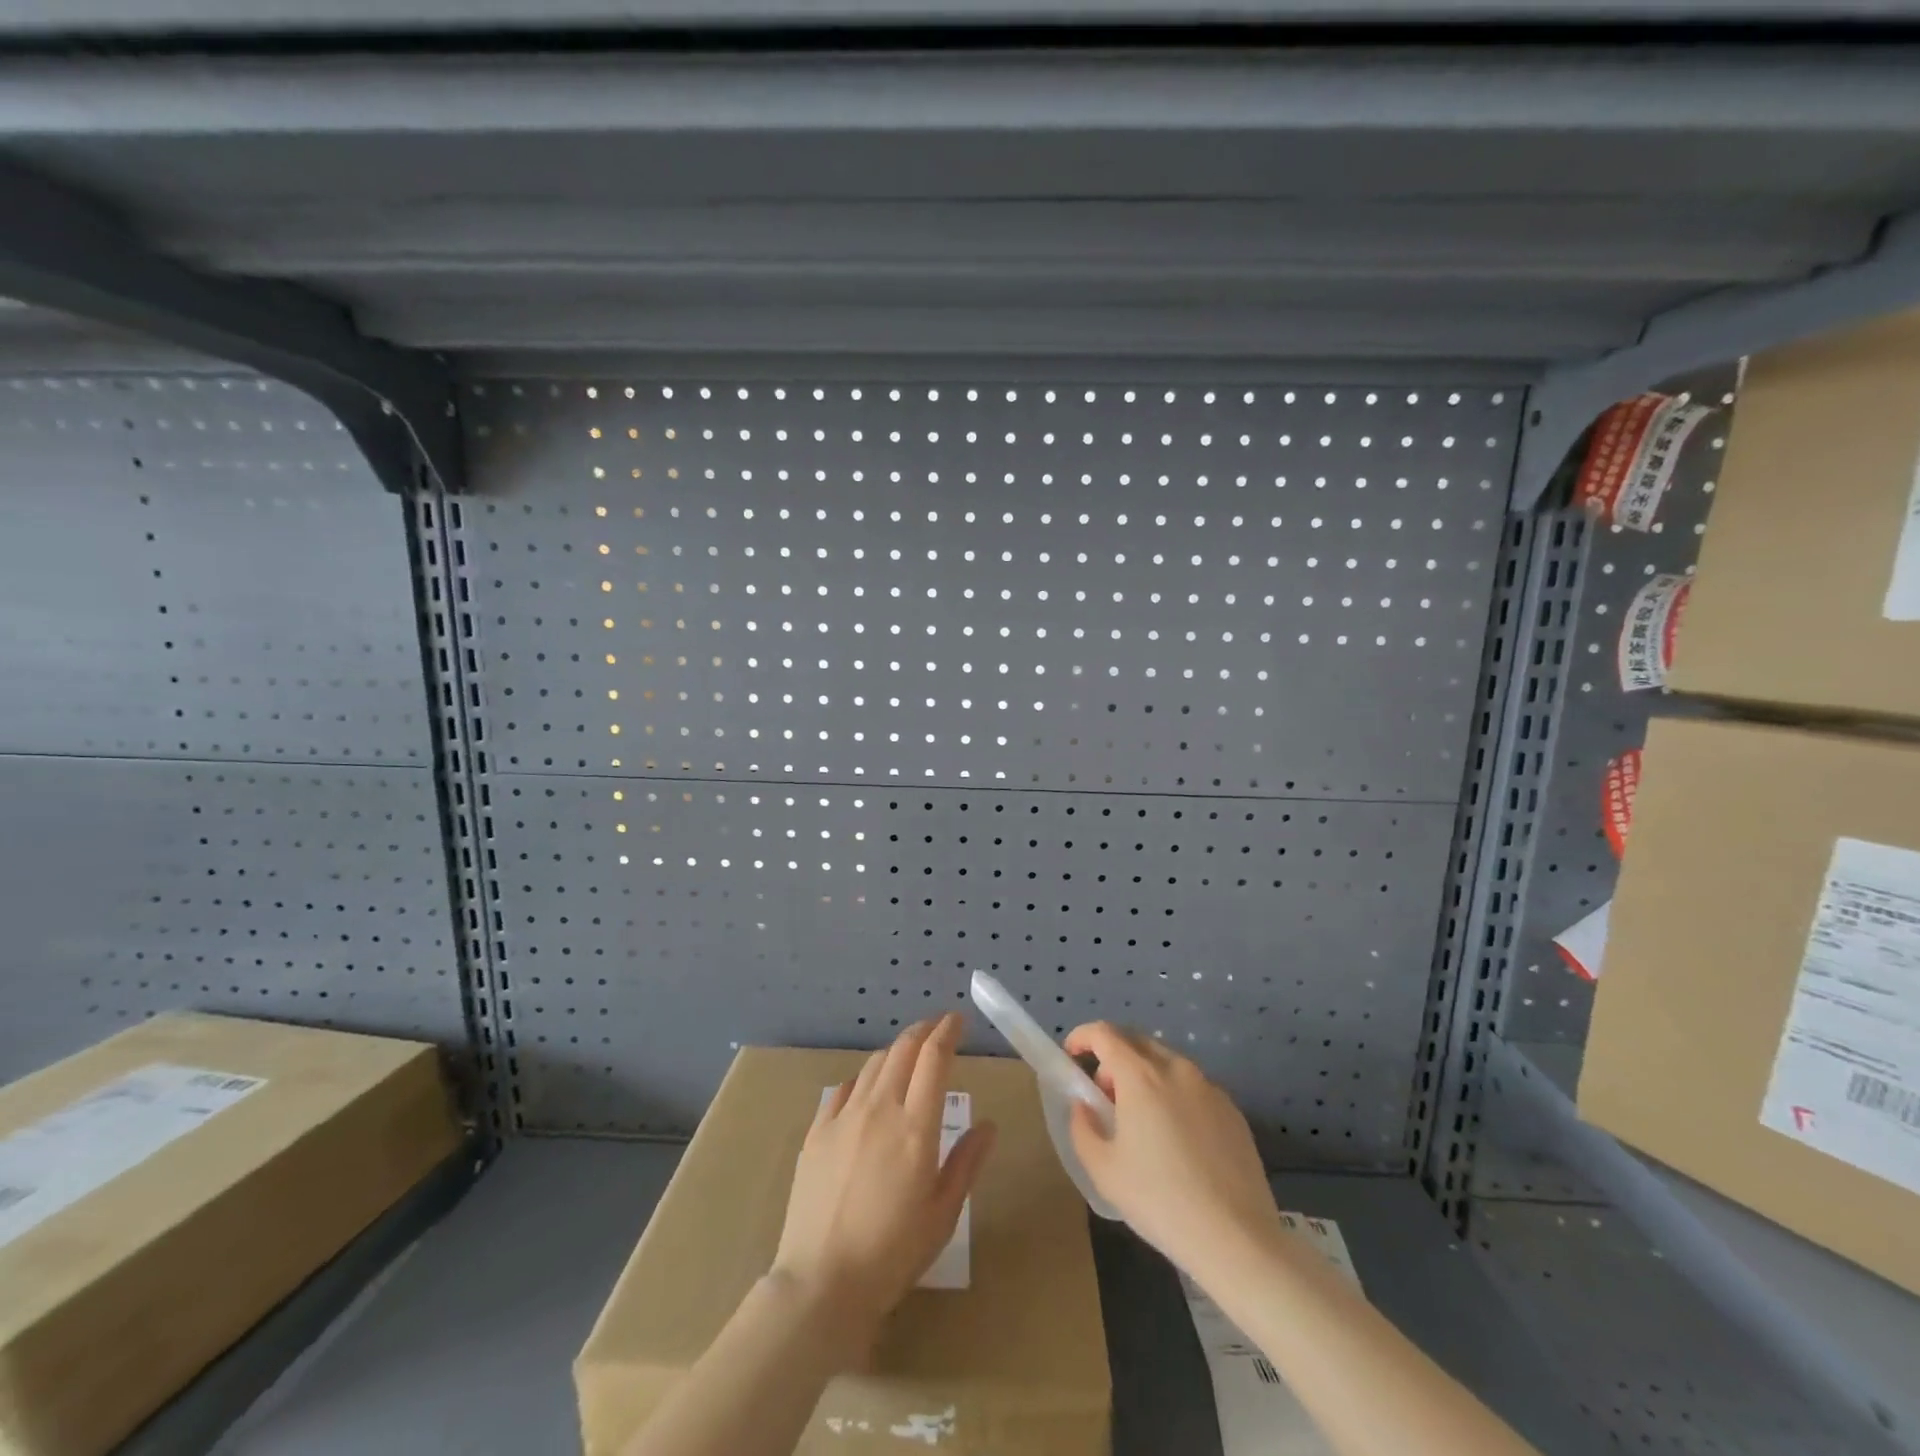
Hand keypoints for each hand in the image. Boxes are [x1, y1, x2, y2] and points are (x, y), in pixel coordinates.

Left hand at [771, 1014, 995, 1351]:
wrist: (821, 1282)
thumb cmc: (892, 1253)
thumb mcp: (942, 1214)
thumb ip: (966, 1163)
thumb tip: (988, 1125)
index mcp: (916, 1126)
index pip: (934, 1059)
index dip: (948, 1032)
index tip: (959, 1020)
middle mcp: (880, 1108)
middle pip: (903, 1050)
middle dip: (923, 1031)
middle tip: (938, 1028)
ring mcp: (844, 1116)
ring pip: (874, 1064)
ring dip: (896, 1050)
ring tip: (908, 1055)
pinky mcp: (817, 1131)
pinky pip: (844, 1087)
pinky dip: (864, 1077)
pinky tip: (868, 1087)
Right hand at [1065, 1021, 1280, 1277]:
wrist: (1236, 1239)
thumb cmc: (1160, 1201)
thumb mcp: (1103, 1170)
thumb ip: (1083, 1127)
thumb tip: (1084, 1105)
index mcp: (1141, 1076)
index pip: (1104, 1033)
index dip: (1082, 1037)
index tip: (1071, 1055)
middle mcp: (1176, 1069)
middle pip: (1137, 1042)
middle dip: (1113, 1058)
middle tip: (1105, 1096)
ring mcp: (1209, 1087)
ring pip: (1167, 1063)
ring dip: (1145, 1076)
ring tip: (1141, 1121)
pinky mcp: (1233, 1110)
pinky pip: (1193, 1087)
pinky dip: (1174, 1095)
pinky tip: (1177, 1140)